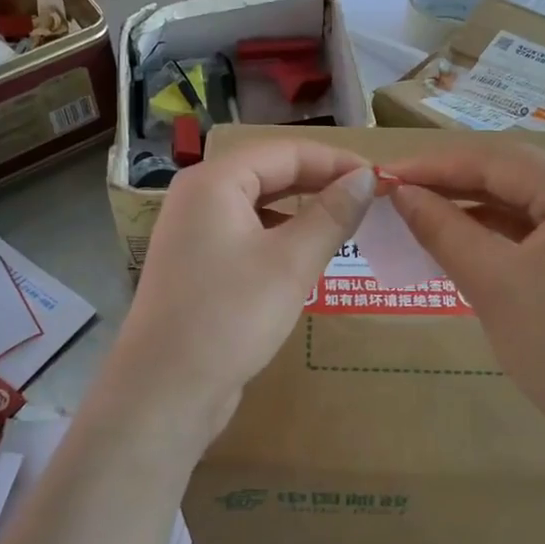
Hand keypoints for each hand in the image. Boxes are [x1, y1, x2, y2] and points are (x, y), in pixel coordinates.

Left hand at [109, 140, 376, 446]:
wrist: (164, 391)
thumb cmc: (230, 316)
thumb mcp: (291, 262)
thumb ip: (332, 214)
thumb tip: (366, 177)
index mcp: (214, 181)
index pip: (285, 152)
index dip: (335, 161)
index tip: (379, 178)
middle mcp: (198, 196)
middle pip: (269, 172)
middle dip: (320, 182)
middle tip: (369, 199)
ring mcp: (193, 232)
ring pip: (259, 205)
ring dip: (302, 209)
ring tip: (345, 222)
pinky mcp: (197, 264)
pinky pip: (247, 233)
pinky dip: (280, 236)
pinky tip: (306, 254)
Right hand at [382, 140, 544, 458]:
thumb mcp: (491, 281)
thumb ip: (442, 228)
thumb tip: (401, 192)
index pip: (496, 160)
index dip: (436, 164)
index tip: (386, 174)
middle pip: (513, 175)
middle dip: (453, 182)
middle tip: (399, 193)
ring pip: (525, 203)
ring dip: (474, 207)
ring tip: (422, 215)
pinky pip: (539, 230)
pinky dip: (499, 232)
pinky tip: (464, 241)